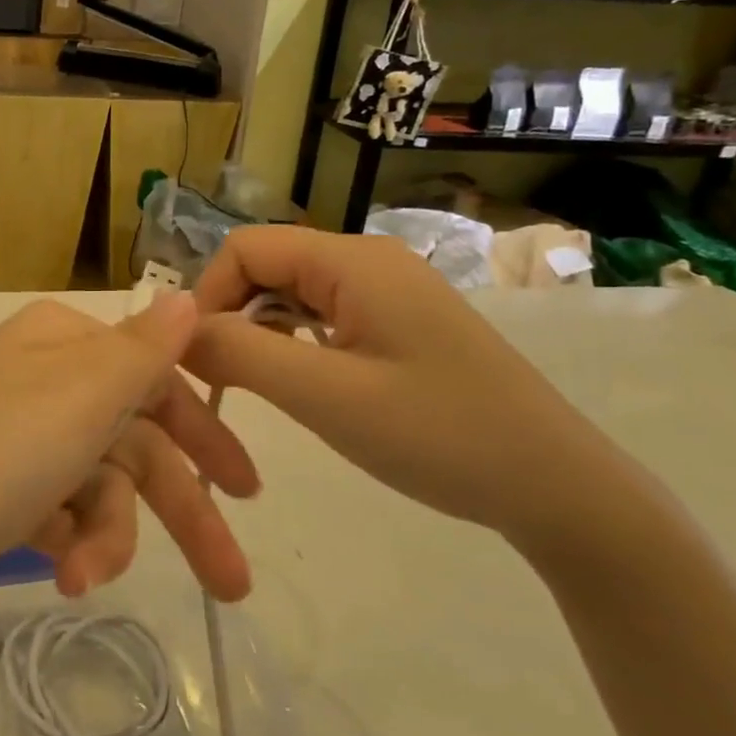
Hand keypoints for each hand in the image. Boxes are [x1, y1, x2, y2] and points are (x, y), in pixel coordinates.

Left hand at [0, 296, 259, 638]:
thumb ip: (144, 348)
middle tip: (233, 582)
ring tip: (86, 579)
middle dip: (179, 508)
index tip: (246, 487)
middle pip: (131, 438)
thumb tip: (189, 295)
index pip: (152, 376)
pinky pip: (58, 512)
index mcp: (58, 340)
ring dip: (108, 535)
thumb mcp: (81, 396)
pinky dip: (68, 543)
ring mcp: (12, 435)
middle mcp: (36, 377)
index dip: (202, 430)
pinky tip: (60, 573)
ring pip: (98, 484)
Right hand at [185, 227, 632, 549]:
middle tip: (221, 381)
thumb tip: (177, 330)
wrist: (558, 487)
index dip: (207, 295)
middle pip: (267, 266)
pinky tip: (302, 384)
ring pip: (291, 293)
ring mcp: (387, 290)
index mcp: (352, 260)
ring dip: (261, 333)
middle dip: (231, 316)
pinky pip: (322, 315)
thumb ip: (240, 353)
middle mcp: (368, 259)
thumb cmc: (439, 435)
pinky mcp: (398, 321)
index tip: (195, 357)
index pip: (245, 247)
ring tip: (259, 388)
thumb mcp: (325, 396)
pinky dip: (294, 344)